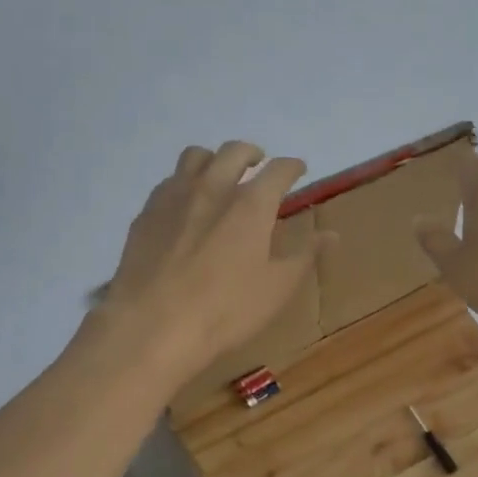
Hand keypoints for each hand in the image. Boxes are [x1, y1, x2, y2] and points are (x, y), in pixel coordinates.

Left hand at [98, 142, 327, 383]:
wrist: (153, 325)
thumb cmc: (226, 310)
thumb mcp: (277, 288)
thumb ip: (304, 255)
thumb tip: (331, 234)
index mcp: (251, 204)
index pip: (278, 170)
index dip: (292, 167)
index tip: (298, 169)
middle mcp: (212, 187)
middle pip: (234, 151)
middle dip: (252, 153)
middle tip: (259, 164)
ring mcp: (174, 197)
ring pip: (195, 156)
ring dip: (214, 159)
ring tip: (220, 175)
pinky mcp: (146, 213)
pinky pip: (168, 182)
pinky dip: (184, 182)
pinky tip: (185, 204)